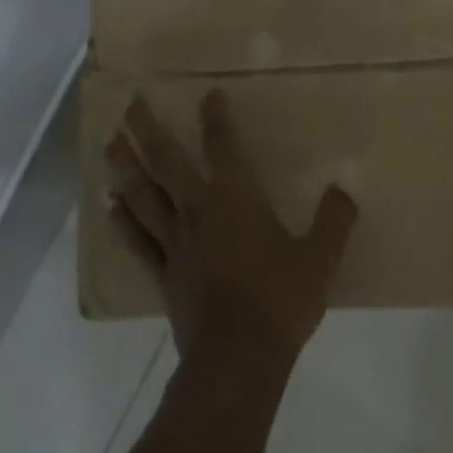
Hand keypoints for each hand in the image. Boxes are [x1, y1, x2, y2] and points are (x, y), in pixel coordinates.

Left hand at [106, 91, 356, 364]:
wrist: (238, 357)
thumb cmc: (280, 301)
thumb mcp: (321, 259)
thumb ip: (334, 220)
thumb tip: (344, 189)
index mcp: (236, 201)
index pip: (223, 148)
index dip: (216, 119)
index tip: (208, 95)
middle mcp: (198, 212)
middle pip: (165, 162)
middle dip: (147, 130)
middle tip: (131, 103)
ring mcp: (175, 243)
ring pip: (142, 196)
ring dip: (124, 166)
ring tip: (109, 142)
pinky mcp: (163, 274)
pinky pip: (137, 240)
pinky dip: (122, 221)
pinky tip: (110, 206)